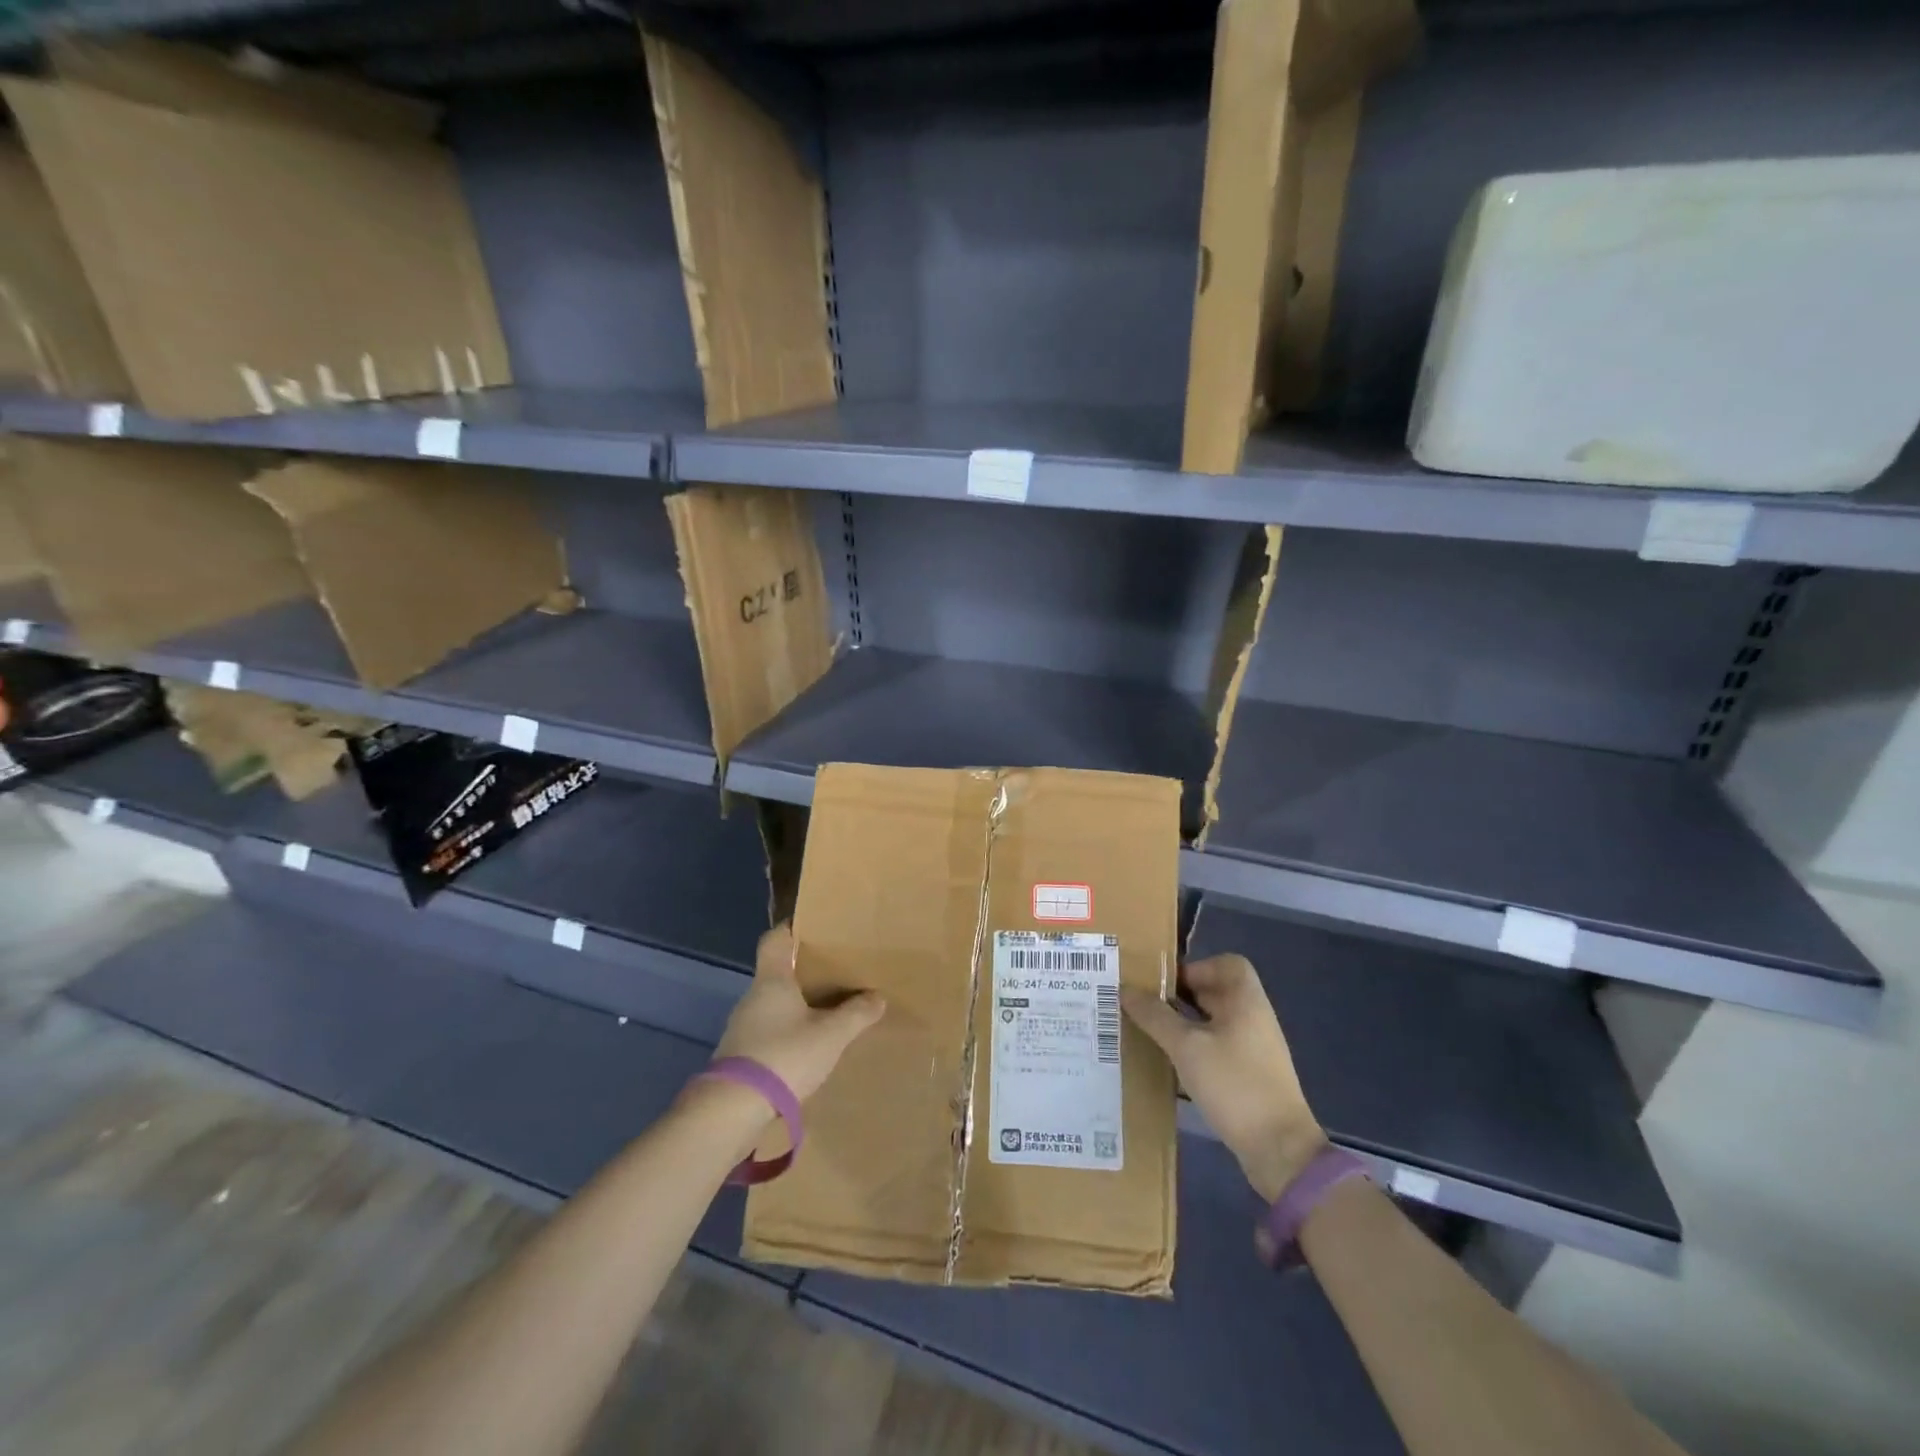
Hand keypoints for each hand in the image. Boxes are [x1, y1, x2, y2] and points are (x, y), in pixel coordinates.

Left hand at [713, 924, 886, 1104]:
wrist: (732, 1110)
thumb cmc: (784, 1056)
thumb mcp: (831, 1035)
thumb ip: (856, 1014)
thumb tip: (878, 997)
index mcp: (772, 980)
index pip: (775, 939)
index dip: (791, 928)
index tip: (812, 927)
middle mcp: (753, 997)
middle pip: (777, 972)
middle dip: (803, 972)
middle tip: (833, 973)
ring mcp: (742, 1028)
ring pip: (773, 1004)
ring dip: (795, 1006)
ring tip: (825, 1013)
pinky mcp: (739, 1056)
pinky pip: (768, 1032)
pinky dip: (786, 1033)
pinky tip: (805, 1049)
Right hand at [1123, 954, 1324, 1201]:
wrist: (1279, 1150)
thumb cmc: (1234, 1085)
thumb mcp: (1186, 1047)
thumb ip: (1154, 1015)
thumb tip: (1124, 988)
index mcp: (1246, 1000)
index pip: (1226, 964)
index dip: (1196, 967)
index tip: (1166, 985)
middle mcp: (1254, 1018)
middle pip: (1216, 992)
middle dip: (1180, 996)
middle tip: (1145, 1006)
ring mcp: (1254, 1049)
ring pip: (1214, 1022)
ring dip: (1184, 1024)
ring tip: (1151, 1034)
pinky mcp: (1250, 1075)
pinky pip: (1217, 1047)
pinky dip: (1195, 1048)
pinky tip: (1172, 1064)